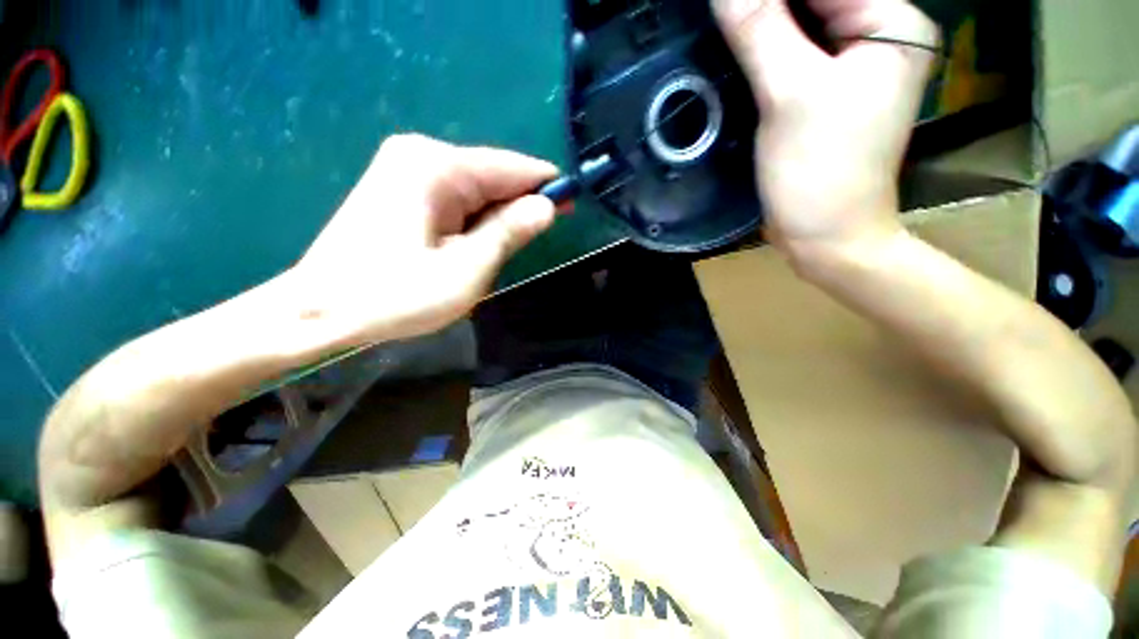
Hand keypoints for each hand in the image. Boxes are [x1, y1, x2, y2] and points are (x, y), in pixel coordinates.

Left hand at [291, 134, 556, 342]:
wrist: (319, 310)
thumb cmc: (396, 296)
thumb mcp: (467, 269)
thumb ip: (510, 232)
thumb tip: (547, 205)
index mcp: (437, 168)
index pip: (510, 167)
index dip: (545, 185)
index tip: (570, 204)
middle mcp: (420, 155)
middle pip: (492, 176)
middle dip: (518, 206)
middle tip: (534, 241)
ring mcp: (405, 170)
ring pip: (475, 190)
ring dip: (495, 219)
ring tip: (498, 254)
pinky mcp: (399, 189)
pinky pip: (455, 199)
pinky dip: (474, 221)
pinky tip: (473, 246)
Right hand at [713, 0, 937, 257]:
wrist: (826, 236)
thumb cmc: (818, 171)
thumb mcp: (790, 96)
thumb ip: (760, 30)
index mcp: (893, 24)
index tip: (728, 7)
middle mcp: (881, 37)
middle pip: (815, 2)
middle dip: (767, 9)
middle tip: (723, 19)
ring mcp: (855, 68)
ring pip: (802, 27)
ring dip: (761, 28)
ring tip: (724, 31)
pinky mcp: (829, 95)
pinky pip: (795, 57)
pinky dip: (764, 52)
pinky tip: (736, 55)